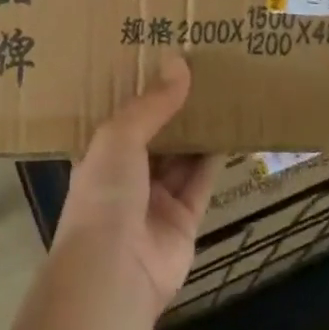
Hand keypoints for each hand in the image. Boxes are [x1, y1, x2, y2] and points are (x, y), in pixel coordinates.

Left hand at [53, 56, 220, 313]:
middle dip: (172, 107)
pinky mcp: (184, 220)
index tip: (160, 57)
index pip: (121, 115)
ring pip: (180, 157)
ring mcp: (154, 199)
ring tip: (218, 91)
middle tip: (197, 68)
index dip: (139, 89)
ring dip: (196, 130)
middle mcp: (125, 174)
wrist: (114, 272)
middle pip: (154, 134)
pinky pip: (201, 182)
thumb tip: (179, 63)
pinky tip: (229, 130)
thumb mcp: (119, 136)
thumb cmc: (105, 193)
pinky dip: (213, 159)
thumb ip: (151, 104)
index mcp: (99, 152)